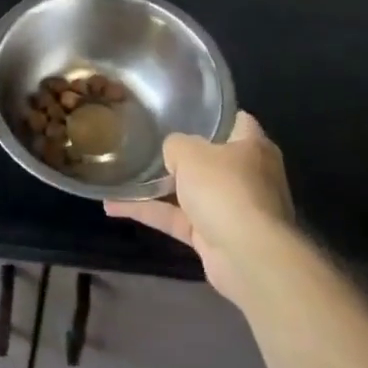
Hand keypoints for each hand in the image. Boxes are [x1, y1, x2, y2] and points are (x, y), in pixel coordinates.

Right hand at [106, 111, 296, 306]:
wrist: (246, 257)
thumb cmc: (225, 189)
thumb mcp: (190, 152)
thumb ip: (176, 145)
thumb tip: (173, 152)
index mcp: (253, 147)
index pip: (237, 121)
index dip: (214, 115)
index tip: (185, 110)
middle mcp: (247, 176)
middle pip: (212, 158)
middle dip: (183, 154)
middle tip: (149, 140)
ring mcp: (231, 209)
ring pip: (190, 191)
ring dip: (158, 187)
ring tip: (123, 173)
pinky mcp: (214, 237)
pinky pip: (177, 218)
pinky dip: (149, 212)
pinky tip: (114, 206)